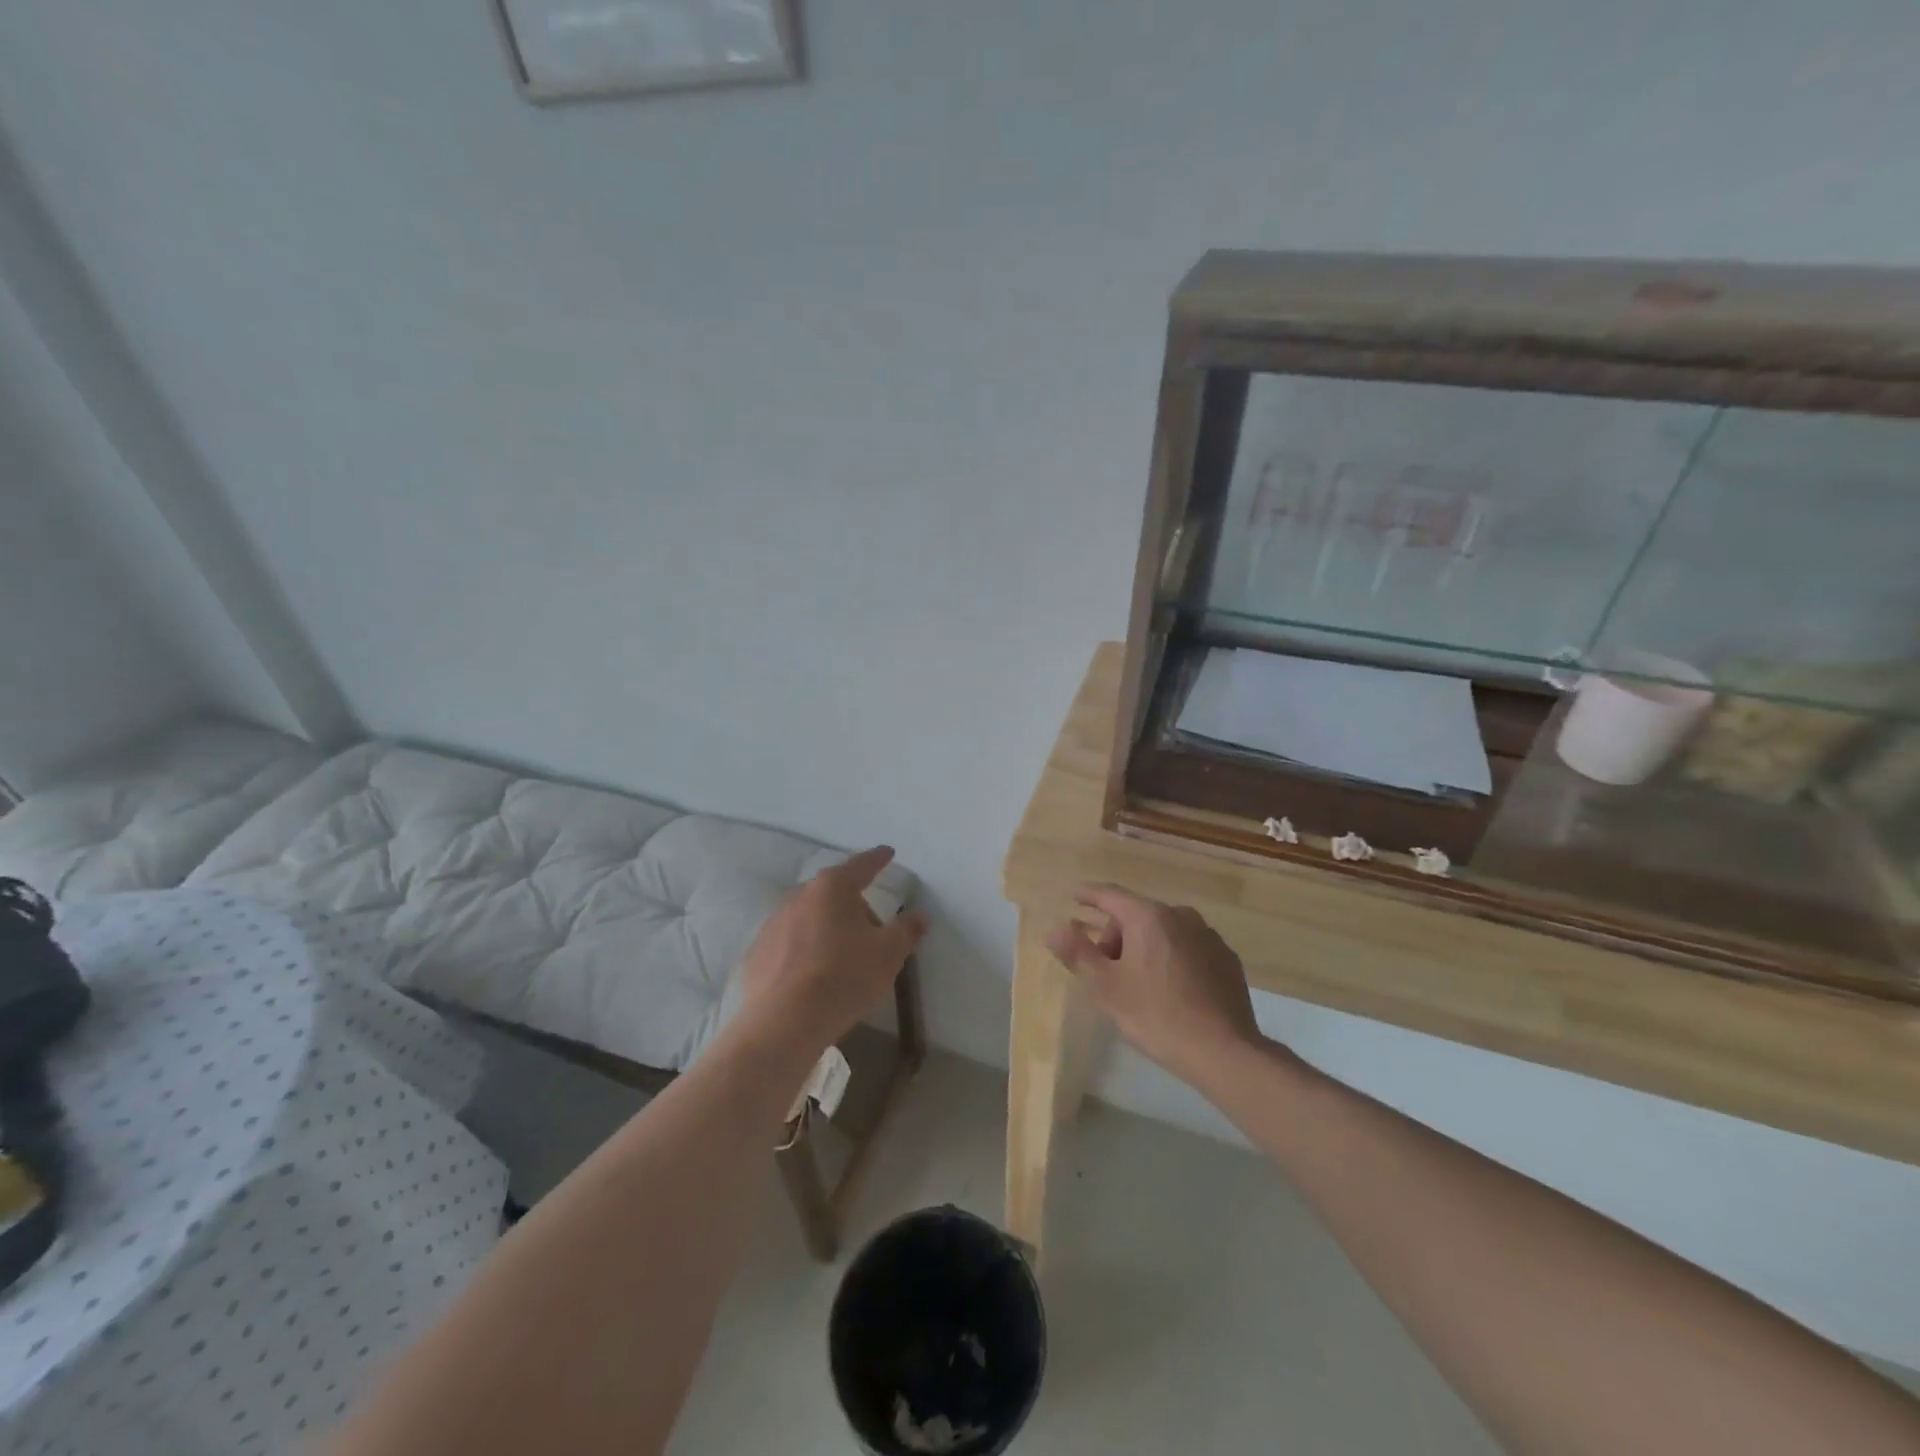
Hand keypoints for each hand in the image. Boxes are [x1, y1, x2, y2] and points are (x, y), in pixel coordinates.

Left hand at [731, 846, 927, 1064]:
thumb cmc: (843, 978)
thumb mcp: (888, 955)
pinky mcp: (757, 952)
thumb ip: (907, 930)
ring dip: (827, 927)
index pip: (861, 865)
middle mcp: (799, 896)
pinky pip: (789, 942)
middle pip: (834, 892)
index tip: (887, 853)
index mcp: (832, 888)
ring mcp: (773, 923)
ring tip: (842, 957)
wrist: (783, 1023)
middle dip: (854, 905)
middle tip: (873, 931)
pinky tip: (813, 976)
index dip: (878, 859)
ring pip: (809, 916)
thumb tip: (919, 915)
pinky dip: (804, 949)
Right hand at [1046, 885, 1261, 1087]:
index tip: (1074, 895)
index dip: (1088, 895)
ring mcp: (1208, 936)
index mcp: (1148, 917)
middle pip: (1137, 915)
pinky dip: (1171, 958)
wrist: (1224, 1051)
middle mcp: (1181, 915)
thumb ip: (1077, 953)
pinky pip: (1188, 948)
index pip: (1110, 895)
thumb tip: (1055, 928)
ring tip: (1137, 983)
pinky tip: (1170, 990)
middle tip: (1105, 971)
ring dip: (1144, 947)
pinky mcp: (1226, 959)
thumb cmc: (1156, 1015)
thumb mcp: (1106, 987)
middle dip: (1116, 936)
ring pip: (1164, 931)